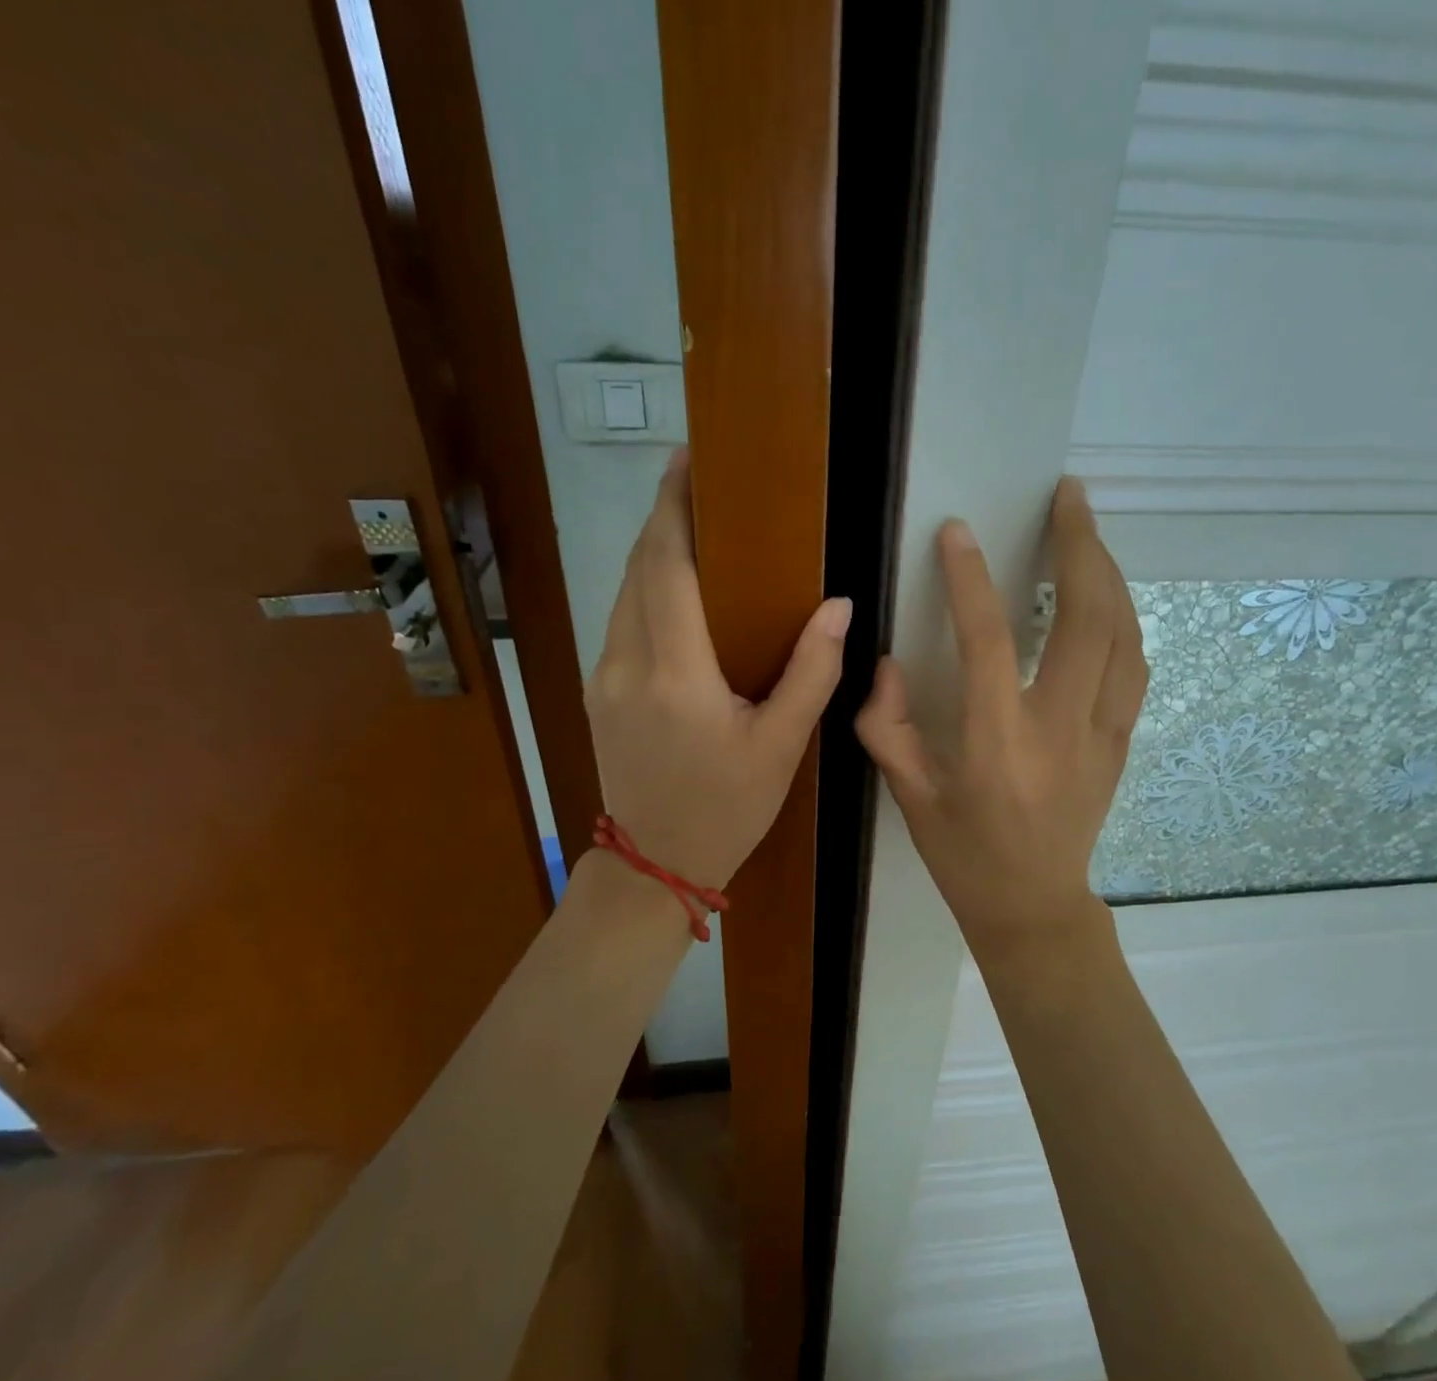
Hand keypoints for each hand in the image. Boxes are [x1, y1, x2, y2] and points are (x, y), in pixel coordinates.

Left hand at [585, 448, 850, 890]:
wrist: (654, 864)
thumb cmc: (727, 809)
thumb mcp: (781, 747)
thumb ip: (811, 673)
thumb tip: (838, 607)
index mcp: (676, 675)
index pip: (666, 568)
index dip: (674, 509)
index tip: (688, 461)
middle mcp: (627, 664)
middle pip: (637, 568)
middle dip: (664, 519)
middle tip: (700, 484)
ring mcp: (605, 678)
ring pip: (623, 593)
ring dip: (653, 553)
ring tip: (693, 528)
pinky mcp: (599, 693)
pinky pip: (620, 621)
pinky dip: (645, 589)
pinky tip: (676, 591)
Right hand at [856, 478, 1145, 951]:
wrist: (1034, 907)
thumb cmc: (964, 856)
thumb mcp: (909, 799)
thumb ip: (888, 728)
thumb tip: (887, 663)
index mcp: (996, 745)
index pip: (987, 643)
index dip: (970, 581)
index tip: (956, 533)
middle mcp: (1058, 729)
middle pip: (1087, 619)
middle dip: (1080, 546)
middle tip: (1068, 496)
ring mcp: (1101, 734)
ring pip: (1124, 635)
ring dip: (1108, 573)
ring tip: (1086, 530)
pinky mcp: (1121, 741)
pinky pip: (1134, 665)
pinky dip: (1123, 617)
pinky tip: (1107, 594)